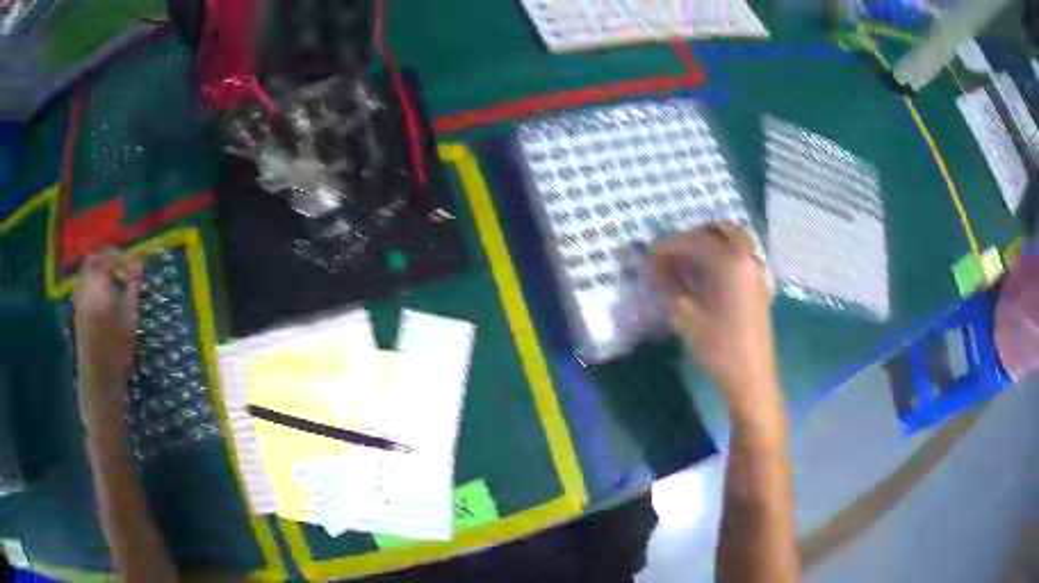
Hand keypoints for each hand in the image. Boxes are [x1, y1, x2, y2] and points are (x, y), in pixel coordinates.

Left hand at [73, 250, 141, 422]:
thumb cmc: (116, 347)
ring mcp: (79, 298)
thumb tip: (139, 269)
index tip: (134, 269)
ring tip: (118, 288)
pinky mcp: (78, 310)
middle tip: (124, 272)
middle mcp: (84, 286)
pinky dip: (97, 287)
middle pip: (94, 262)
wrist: (99, 376)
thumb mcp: (130, 317)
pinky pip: (86, 288)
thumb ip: (133, 290)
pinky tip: (108, 301)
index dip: (121, 259)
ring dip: (102, 275)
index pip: (106, 257)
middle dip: (109, 263)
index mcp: (97, 284)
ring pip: (89, 275)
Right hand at [650, 224, 775, 409]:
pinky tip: (710, 276)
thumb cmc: (717, 347)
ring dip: (712, 241)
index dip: (667, 247)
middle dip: (693, 235)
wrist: (751, 377)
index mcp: (729, 260)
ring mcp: (758, 269)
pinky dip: (726, 253)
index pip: (692, 241)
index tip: (649, 258)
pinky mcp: (761, 284)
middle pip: (720, 229)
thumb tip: (653, 265)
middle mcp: (747, 256)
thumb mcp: (685, 316)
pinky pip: (743, 254)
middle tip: (673, 254)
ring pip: (735, 239)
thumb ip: (668, 284)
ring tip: (690, 262)